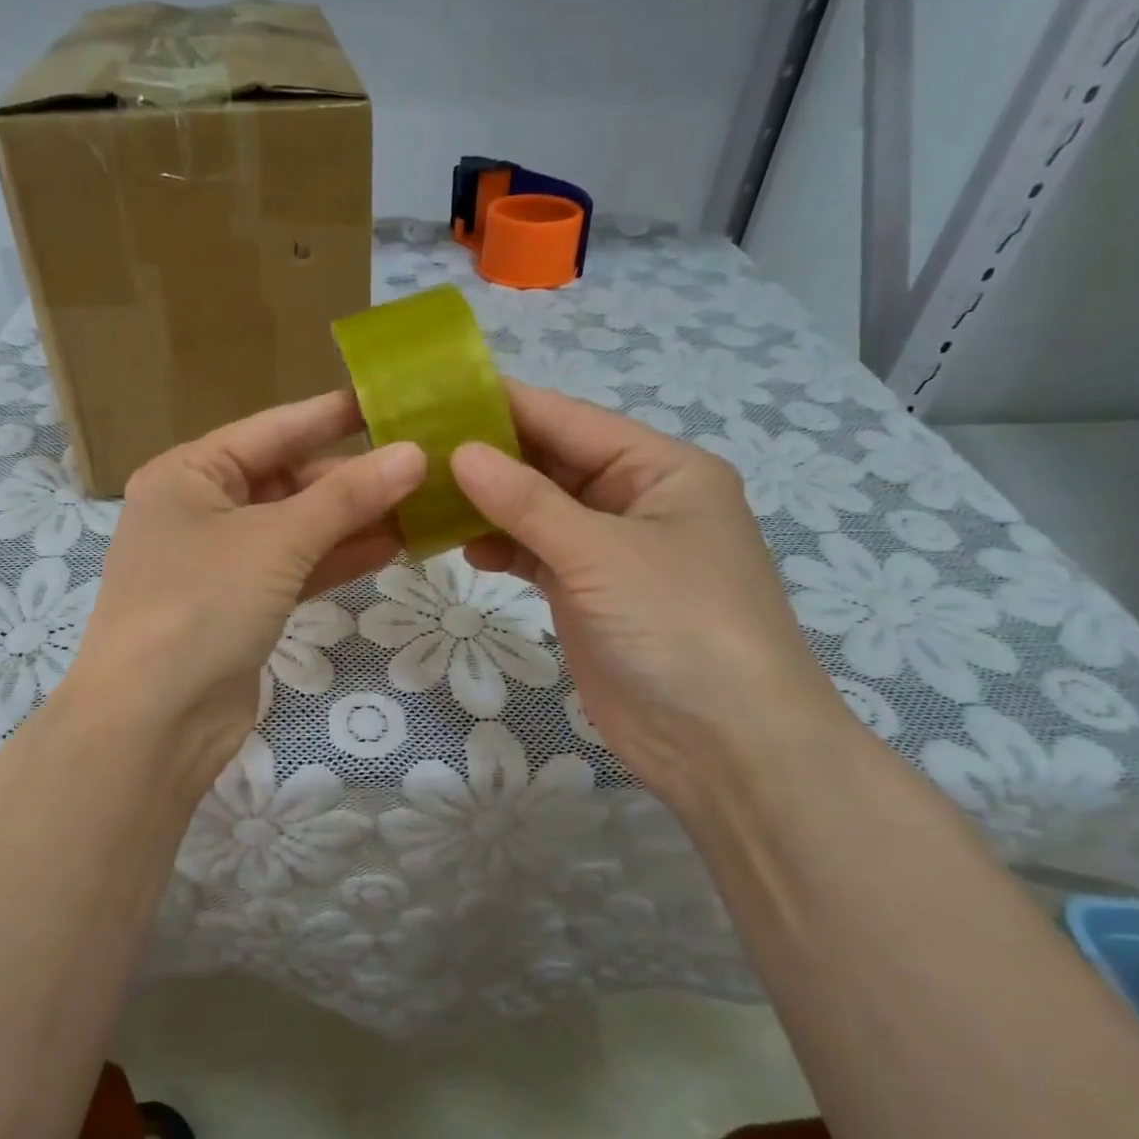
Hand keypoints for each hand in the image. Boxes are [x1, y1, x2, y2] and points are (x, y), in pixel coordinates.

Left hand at [68, 391, 425, 786]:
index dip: (334, 414)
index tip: (393, 398)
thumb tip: (414, 455)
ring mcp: (220, 563)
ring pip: (298, 528)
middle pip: (288, 480)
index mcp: (190, 473)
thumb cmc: (201, 605)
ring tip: (423, 503)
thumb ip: (346, 498)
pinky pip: (296, 569)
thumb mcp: (276, 540)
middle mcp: (200, 510)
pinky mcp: (240, 607)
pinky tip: (394, 546)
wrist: (152, 722)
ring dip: (354, 520)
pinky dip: (338, 559)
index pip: (274, 429)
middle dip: (353, 476)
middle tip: (425, 462)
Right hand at [451, 381, 851, 812]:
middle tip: (414, 447)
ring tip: (424, 495)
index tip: (435, 393)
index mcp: (660, 468)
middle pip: (552, 463)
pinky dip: (502, 548)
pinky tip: (462, 546)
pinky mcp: (590, 595)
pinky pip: (537, 555)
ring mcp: (611, 551)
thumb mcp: (599, 552)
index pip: (570, 420)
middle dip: (489, 457)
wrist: (723, 745)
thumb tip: (459, 452)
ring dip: (488, 505)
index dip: (505, 404)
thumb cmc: (677, 625)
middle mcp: (637, 500)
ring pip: (539, 511)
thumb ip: (526, 501)